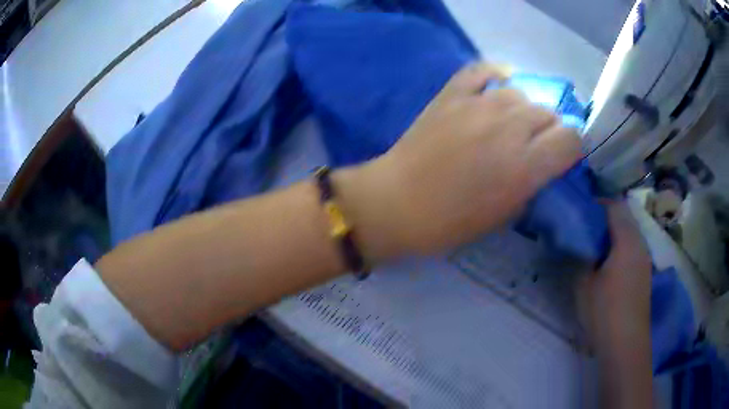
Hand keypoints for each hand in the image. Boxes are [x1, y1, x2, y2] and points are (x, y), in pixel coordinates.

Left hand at [337, 63, 581, 259]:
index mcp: (525, 166)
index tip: (563, 155)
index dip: (572, 147)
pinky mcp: (452, 94)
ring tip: (509, 122)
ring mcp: (479, 105)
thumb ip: (532, 183)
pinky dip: (495, 75)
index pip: (571, 139)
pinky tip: (497, 84)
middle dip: (549, 129)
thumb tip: (543, 161)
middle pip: (548, 112)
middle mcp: (509, 128)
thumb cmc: (450, 222)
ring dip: (522, 109)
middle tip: (533, 143)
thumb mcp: (504, 214)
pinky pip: (482, 70)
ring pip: (520, 93)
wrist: (397, 202)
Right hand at [577, 201, 652, 352]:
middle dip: (606, 217)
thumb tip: (579, 245)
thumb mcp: (584, 284)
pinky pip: (633, 248)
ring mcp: (645, 258)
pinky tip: (609, 263)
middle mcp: (640, 243)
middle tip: (586, 228)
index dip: (597, 204)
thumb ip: (581, 258)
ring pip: (630, 233)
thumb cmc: (605, 311)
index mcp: (626, 240)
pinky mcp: (644, 273)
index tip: (581, 210)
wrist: (626, 343)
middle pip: (625, 217)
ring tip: (596, 245)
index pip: (614, 206)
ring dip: (614, 233)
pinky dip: (621, 246)